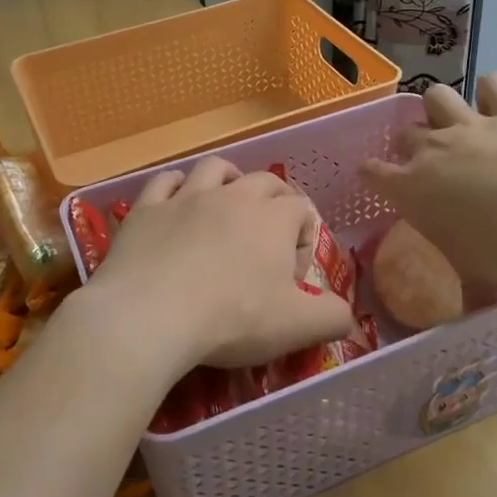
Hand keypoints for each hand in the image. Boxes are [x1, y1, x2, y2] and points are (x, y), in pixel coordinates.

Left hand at [82, 156, 355, 374]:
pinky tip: (176, 200)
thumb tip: (348, 315)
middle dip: (275, 199)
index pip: (301, 209)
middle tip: (270, 232)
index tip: (294, 272)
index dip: (305, 236)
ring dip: (228, 179)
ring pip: (215, 168)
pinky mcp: (147, 208)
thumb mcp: (296, 327)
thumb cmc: (231, 319)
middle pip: (264, 180)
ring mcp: (187, 197)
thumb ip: (332, 317)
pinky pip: (165, 181)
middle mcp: (233, 196)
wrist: (150, 315)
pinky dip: (175, 185)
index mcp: (272, 218)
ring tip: (228, 201)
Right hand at [361, 74, 496, 289]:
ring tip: (455, 121)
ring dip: (441, 107)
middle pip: (405, 133)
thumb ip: (466, 291)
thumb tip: (468, 315)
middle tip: (429, 161)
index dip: (371, 173)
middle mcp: (432, 149)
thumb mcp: (476, 278)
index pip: (372, 172)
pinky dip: (494, 92)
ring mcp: (469, 125)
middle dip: (411, 144)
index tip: (376, 177)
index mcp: (411, 188)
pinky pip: (493, 85)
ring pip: (436, 96)